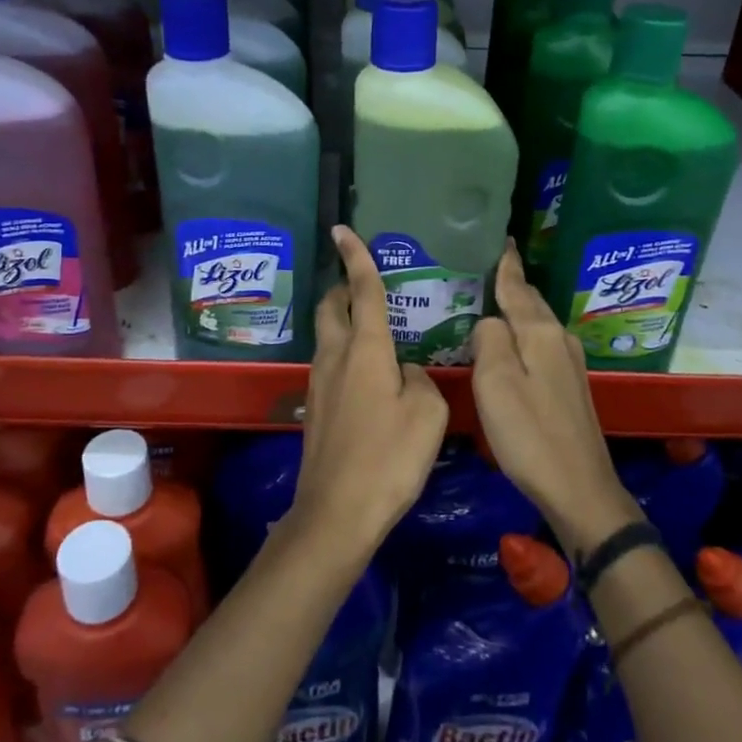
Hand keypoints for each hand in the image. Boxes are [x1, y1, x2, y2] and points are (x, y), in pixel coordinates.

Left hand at [287, 226, 448, 564]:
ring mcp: (320, 382)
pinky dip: (345, 351)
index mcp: (366, 349)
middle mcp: (336, 356)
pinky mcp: (316, 407)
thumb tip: (404, 373)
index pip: (362, 290)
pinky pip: (330, 362)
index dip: (357, 257)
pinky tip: (368, 373)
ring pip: (327, 334)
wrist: (337, 512)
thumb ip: (419, 380)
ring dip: (343, 320)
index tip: (343, 230)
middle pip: (331, 306)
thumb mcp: (426, 414)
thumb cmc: (389, 458)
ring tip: (373, 327)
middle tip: (364, 284)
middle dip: (342, 286)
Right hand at [472, 241, 639, 557]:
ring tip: (488, 299)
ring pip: (536, 324)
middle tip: (482, 268)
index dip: (506, 265)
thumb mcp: (495, 382)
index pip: (518, 287)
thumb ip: (489, 340)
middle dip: (509, 283)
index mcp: (541, 333)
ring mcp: (569, 364)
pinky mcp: (569, 386)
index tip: (500, 240)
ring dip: (515, 310)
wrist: (578, 487)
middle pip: (530, 303)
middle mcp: (559, 340)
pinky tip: (508, 342)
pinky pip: (539, 344)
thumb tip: (488, 321)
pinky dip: (522, 335)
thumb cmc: (529, 433)